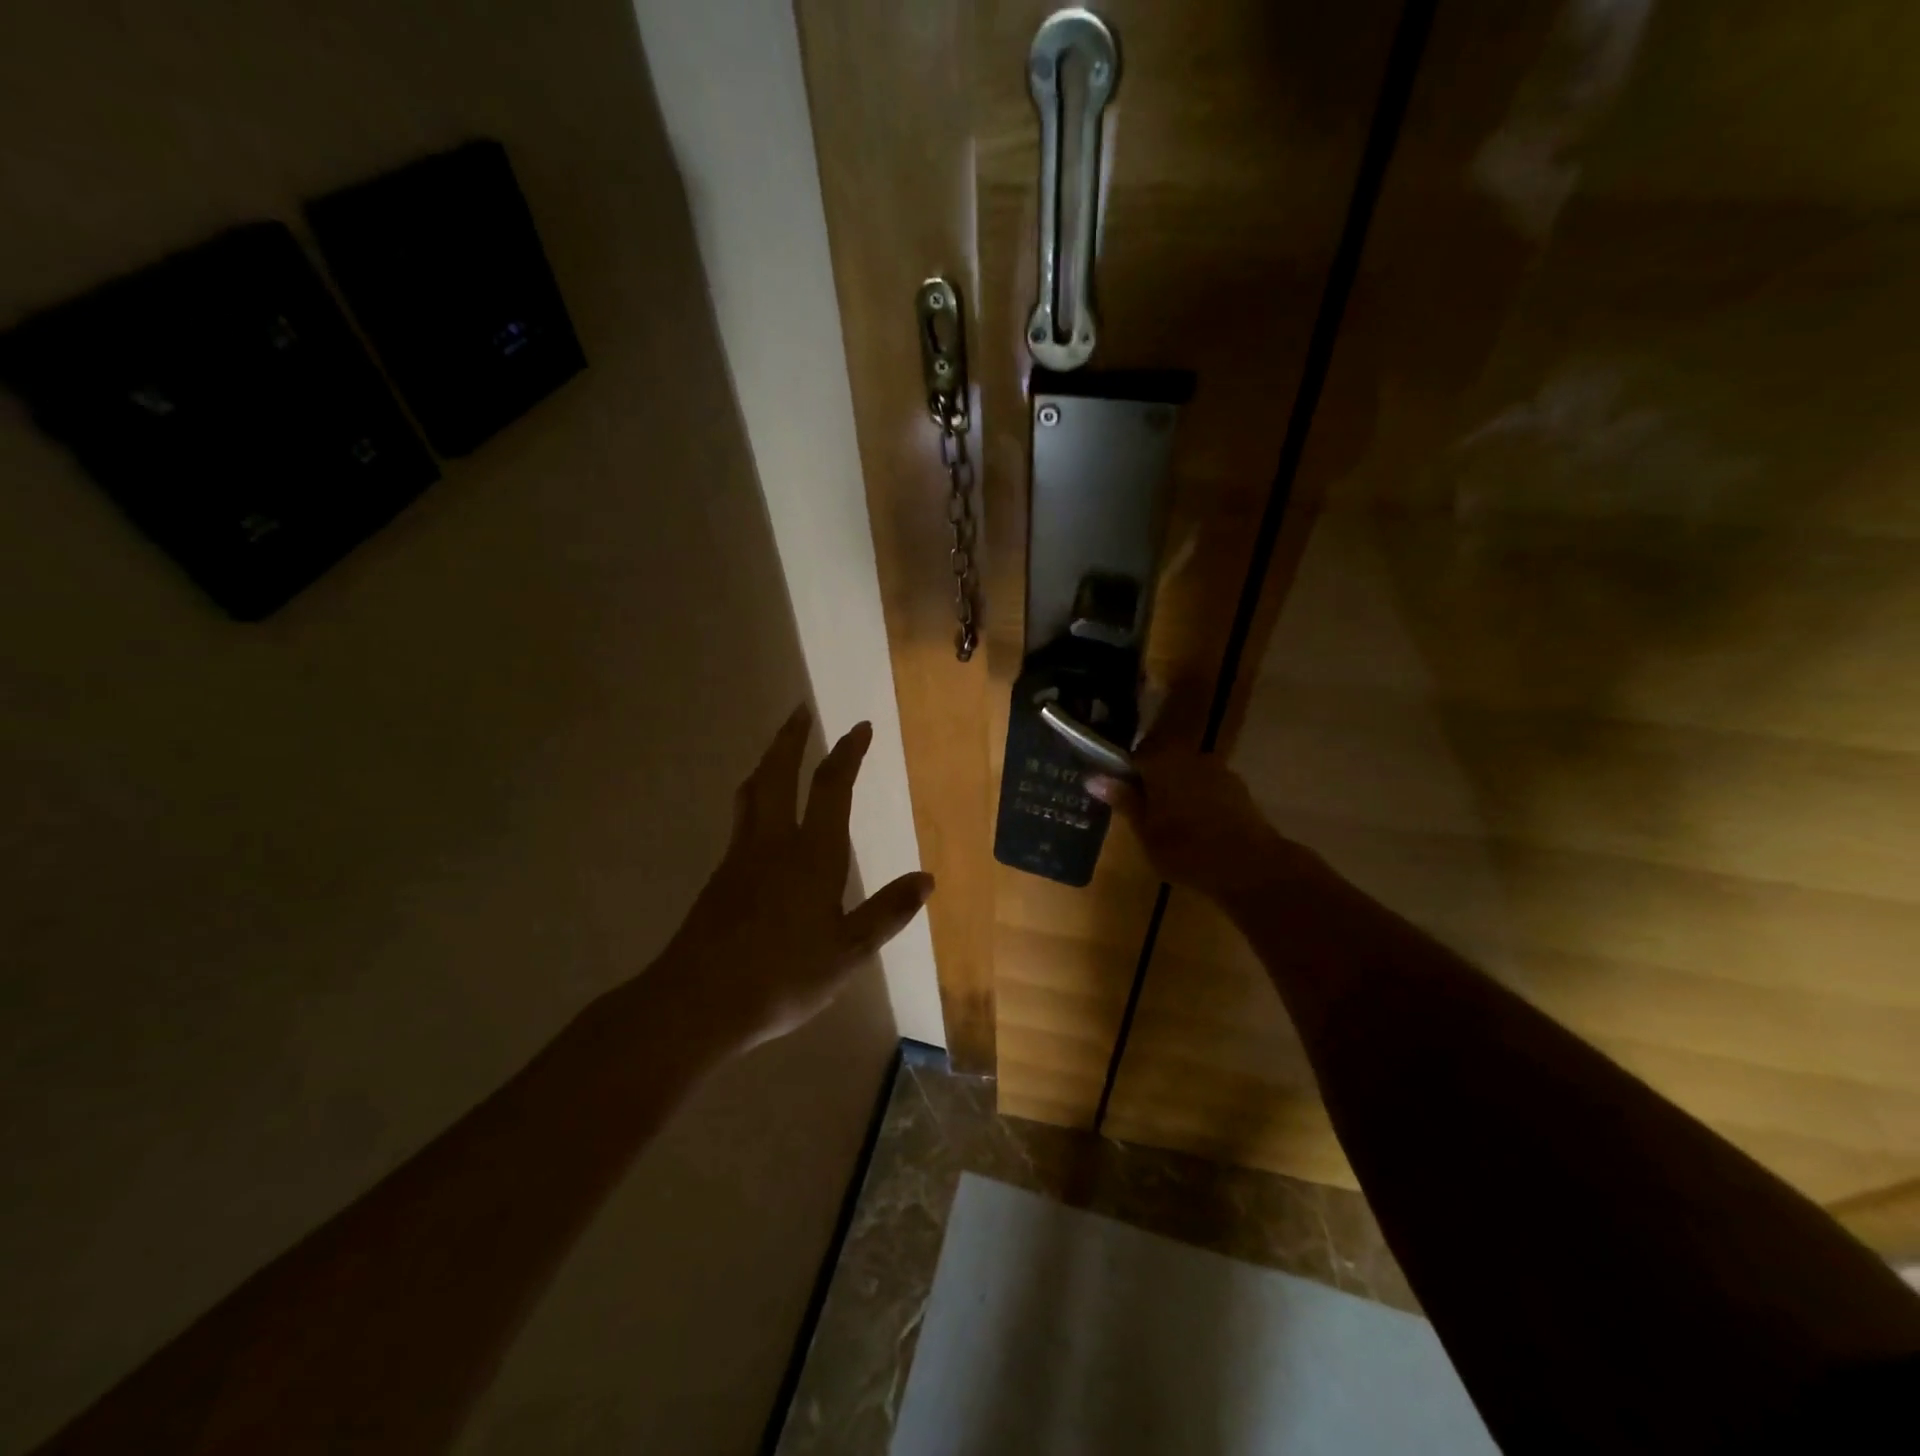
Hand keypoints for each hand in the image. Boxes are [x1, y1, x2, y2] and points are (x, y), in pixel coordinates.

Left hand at [658, 705, 932, 1052]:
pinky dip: (754, 798)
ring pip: (751, 793)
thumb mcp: (847, 952)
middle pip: (778, 775)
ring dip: (768, 763)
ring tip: (778, 751)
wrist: (697, 1002)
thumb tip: (926, 879)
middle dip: (791, 740)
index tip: (860, 727)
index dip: (848, 754)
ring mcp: (739, 858)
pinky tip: (760, 818)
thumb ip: (886, 912)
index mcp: (811, 855)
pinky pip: (741, 821)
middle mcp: (772, 844)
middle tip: (800, 711)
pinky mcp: (720, 879)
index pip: (831, 789)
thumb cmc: (782, 977)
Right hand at [1088, 741, 1320, 902]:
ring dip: (1177, 792)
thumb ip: (1123, 799)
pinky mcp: (1239, 789)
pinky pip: (1207, 788)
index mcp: (1162, 760)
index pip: (1135, 755)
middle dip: (1153, 783)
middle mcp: (1190, 756)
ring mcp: (1218, 770)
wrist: (1249, 866)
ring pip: (1186, 775)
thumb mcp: (1144, 830)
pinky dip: (1199, 801)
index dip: (1125, 775)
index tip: (1121, 797)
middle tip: (1144, 814)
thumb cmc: (1185, 848)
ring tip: (1172, 824)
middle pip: (1163, 762)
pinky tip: (1198, 828)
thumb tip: (1093, 778)